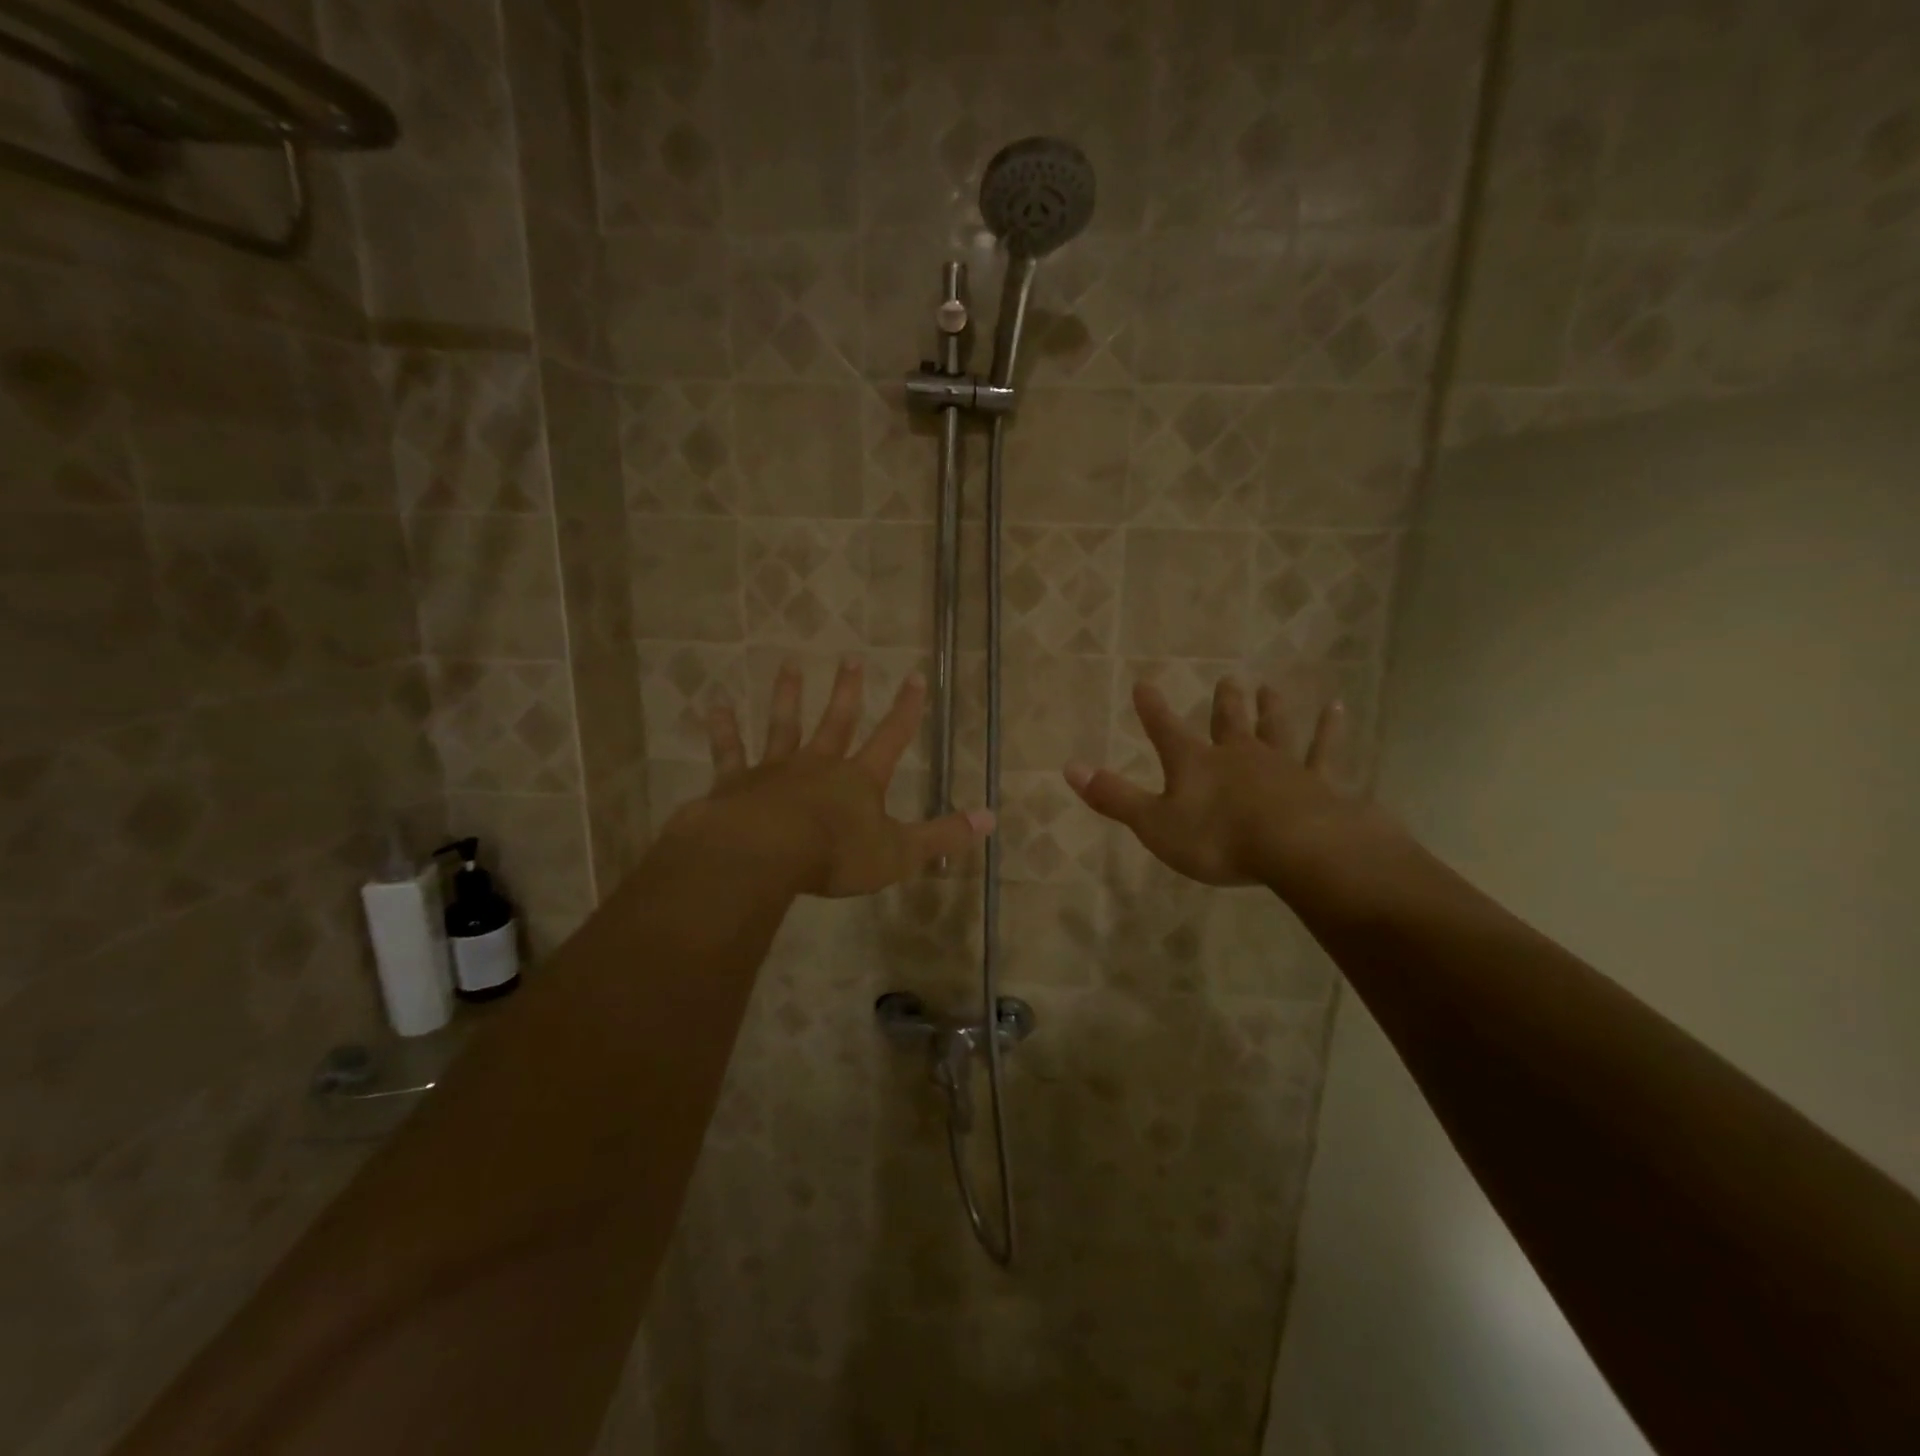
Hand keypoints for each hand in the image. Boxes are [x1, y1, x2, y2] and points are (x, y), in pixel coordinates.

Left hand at [664, 658, 993, 897]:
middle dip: (847, 691)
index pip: (891, 737)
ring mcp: (775, 770)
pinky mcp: (737, 782)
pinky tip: (716, 706)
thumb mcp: (899, 852)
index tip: (914, 676)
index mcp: (859, 780)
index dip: (905, 709)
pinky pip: (730, 752)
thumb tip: (992, 817)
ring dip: (788, 695)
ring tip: (789, 665)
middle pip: (836, 721)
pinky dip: (724, 730)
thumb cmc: (835, 855)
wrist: (765, 855)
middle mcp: (819, 765)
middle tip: (851, 658)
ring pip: (784, 725)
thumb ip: (943, 835)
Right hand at [1064, 678, 1367, 890]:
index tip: (1143, 683)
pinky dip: (1328, 730)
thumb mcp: (1154, 824)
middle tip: (1228, 679)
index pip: (1165, 729)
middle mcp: (1236, 755)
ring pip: (1273, 729)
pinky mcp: (1317, 782)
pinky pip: (1323, 751)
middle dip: (1224, 702)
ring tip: (1269, 688)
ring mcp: (1280, 765)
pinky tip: (1336, 708)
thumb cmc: (1217, 838)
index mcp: (1195, 764)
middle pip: (1227, 722)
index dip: (1152, 708)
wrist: (1294, 848)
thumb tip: (1069, 767)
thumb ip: (1114, 797)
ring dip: (1270, 709)